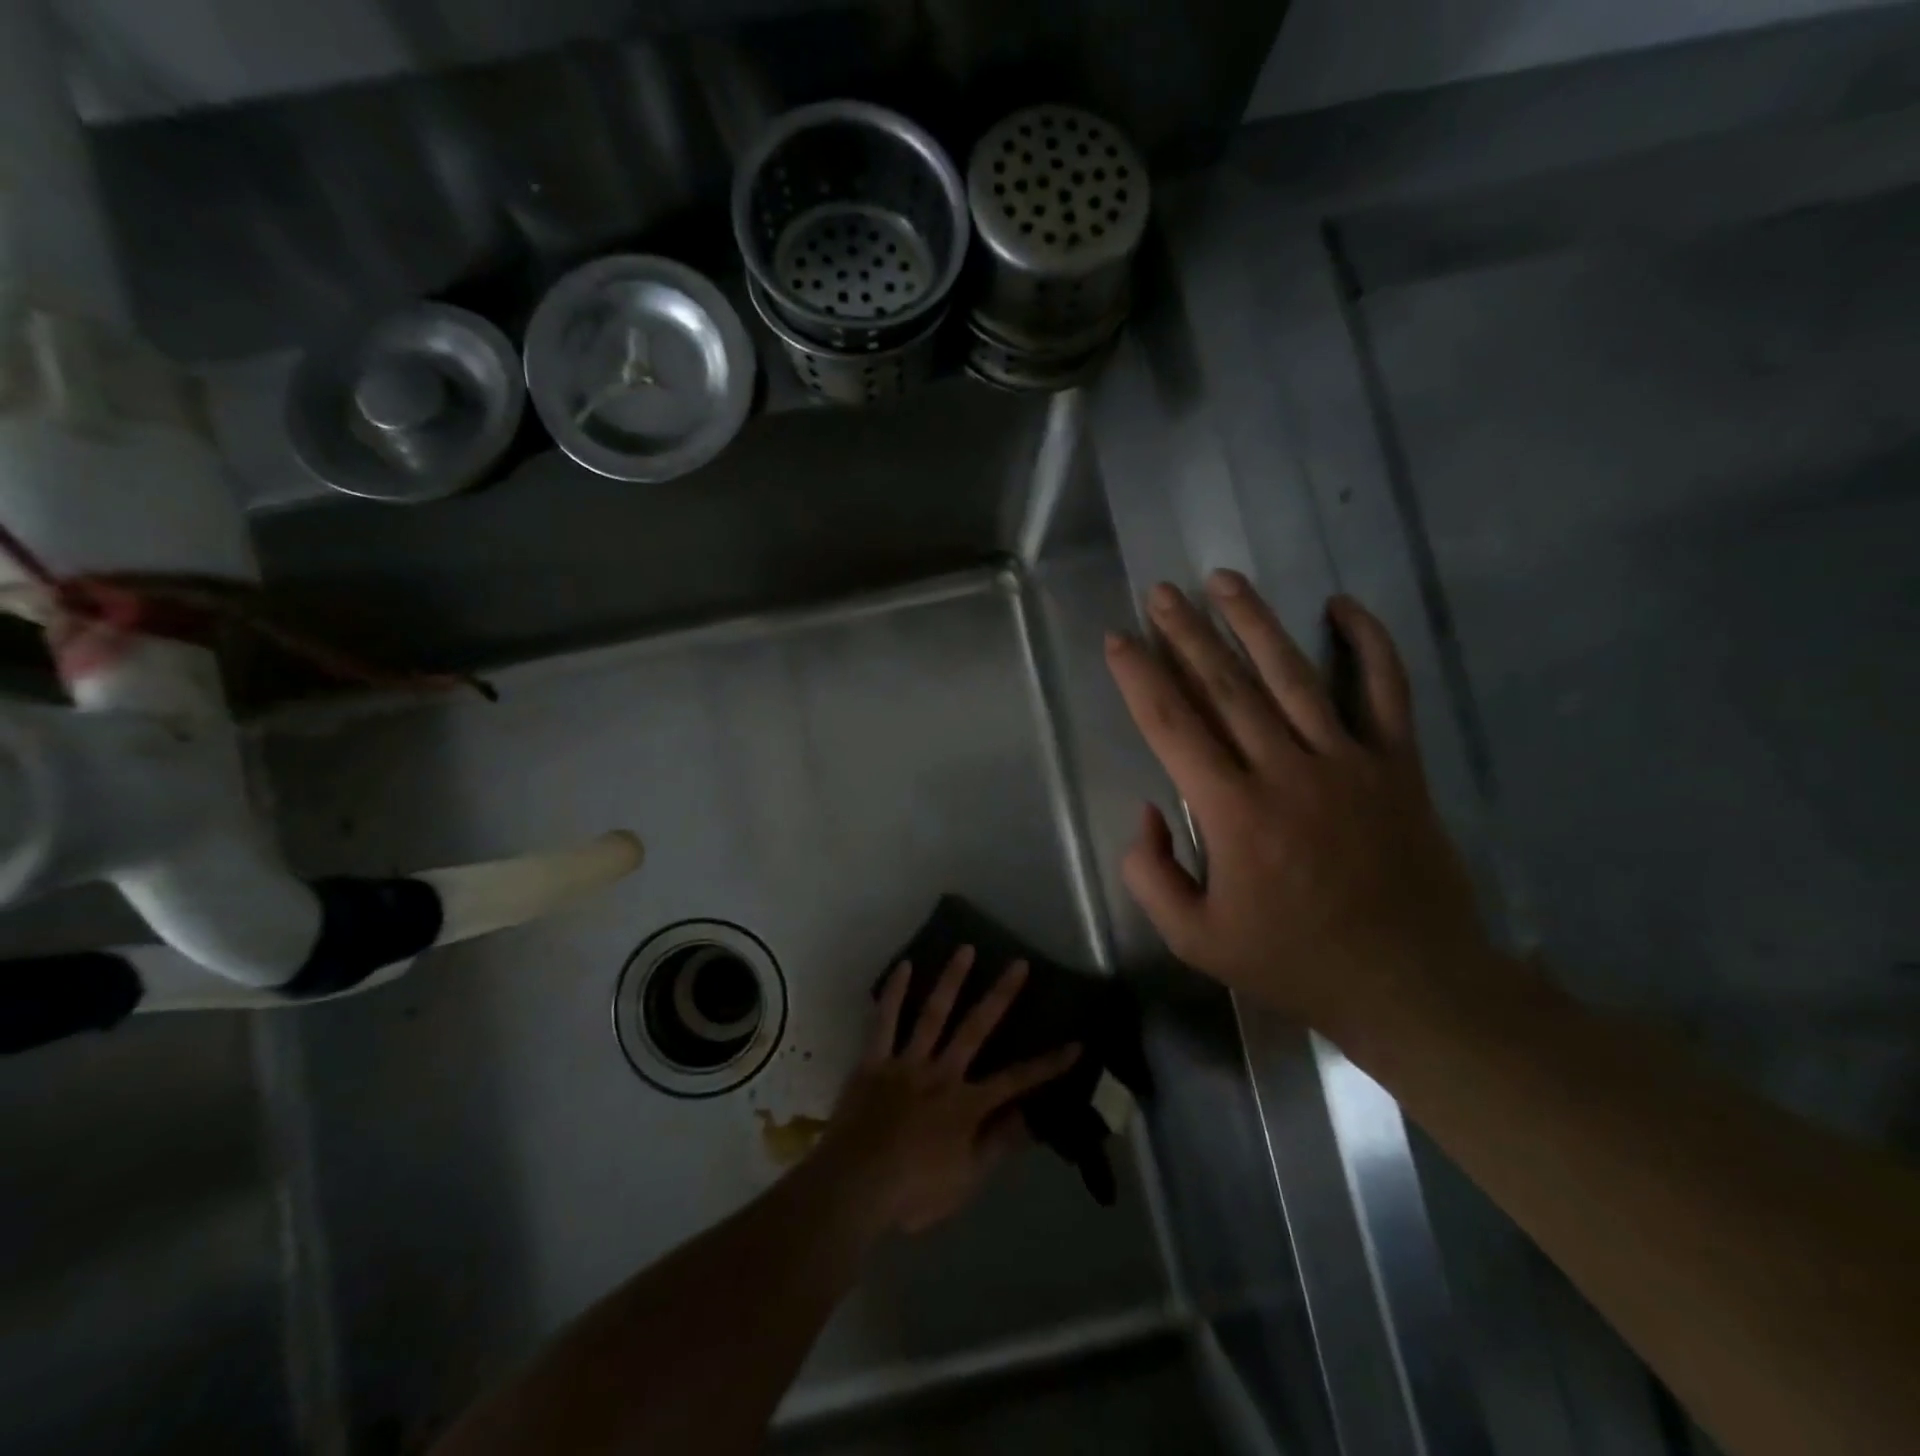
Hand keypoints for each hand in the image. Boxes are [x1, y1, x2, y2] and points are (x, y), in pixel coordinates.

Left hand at [815, 947, 1080, 1235]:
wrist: (853, 1188)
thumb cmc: (913, 1191)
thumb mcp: (966, 1180)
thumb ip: (998, 1144)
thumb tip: (1032, 1117)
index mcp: (966, 1104)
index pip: (1017, 1081)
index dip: (1048, 1064)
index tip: (1076, 1043)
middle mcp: (941, 1073)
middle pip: (976, 1028)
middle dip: (1001, 995)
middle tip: (1018, 964)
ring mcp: (906, 1063)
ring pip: (933, 1014)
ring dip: (951, 980)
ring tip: (965, 949)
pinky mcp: (874, 1061)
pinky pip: (884, 1022)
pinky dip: (893, 994)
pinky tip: (904, 966)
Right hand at [1103, 571, 1495, 1034]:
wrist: (1411, 984)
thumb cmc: (1293, 962)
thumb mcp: (1194, 940)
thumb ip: (1151, 874)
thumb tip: (1149, 812)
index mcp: (1234, 812)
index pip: (1172, 725)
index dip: (1139, 676)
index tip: (1118, 638)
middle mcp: (1287, 770)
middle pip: (1225, 685)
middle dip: (1186, 634)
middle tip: (1160, 592)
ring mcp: (1349, 761)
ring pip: (1293, 674)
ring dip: (1254, 621)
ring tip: (1223, 580)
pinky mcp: (1397, 764)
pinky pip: (1386, 690)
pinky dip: (1369, 643)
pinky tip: (1342, 604)